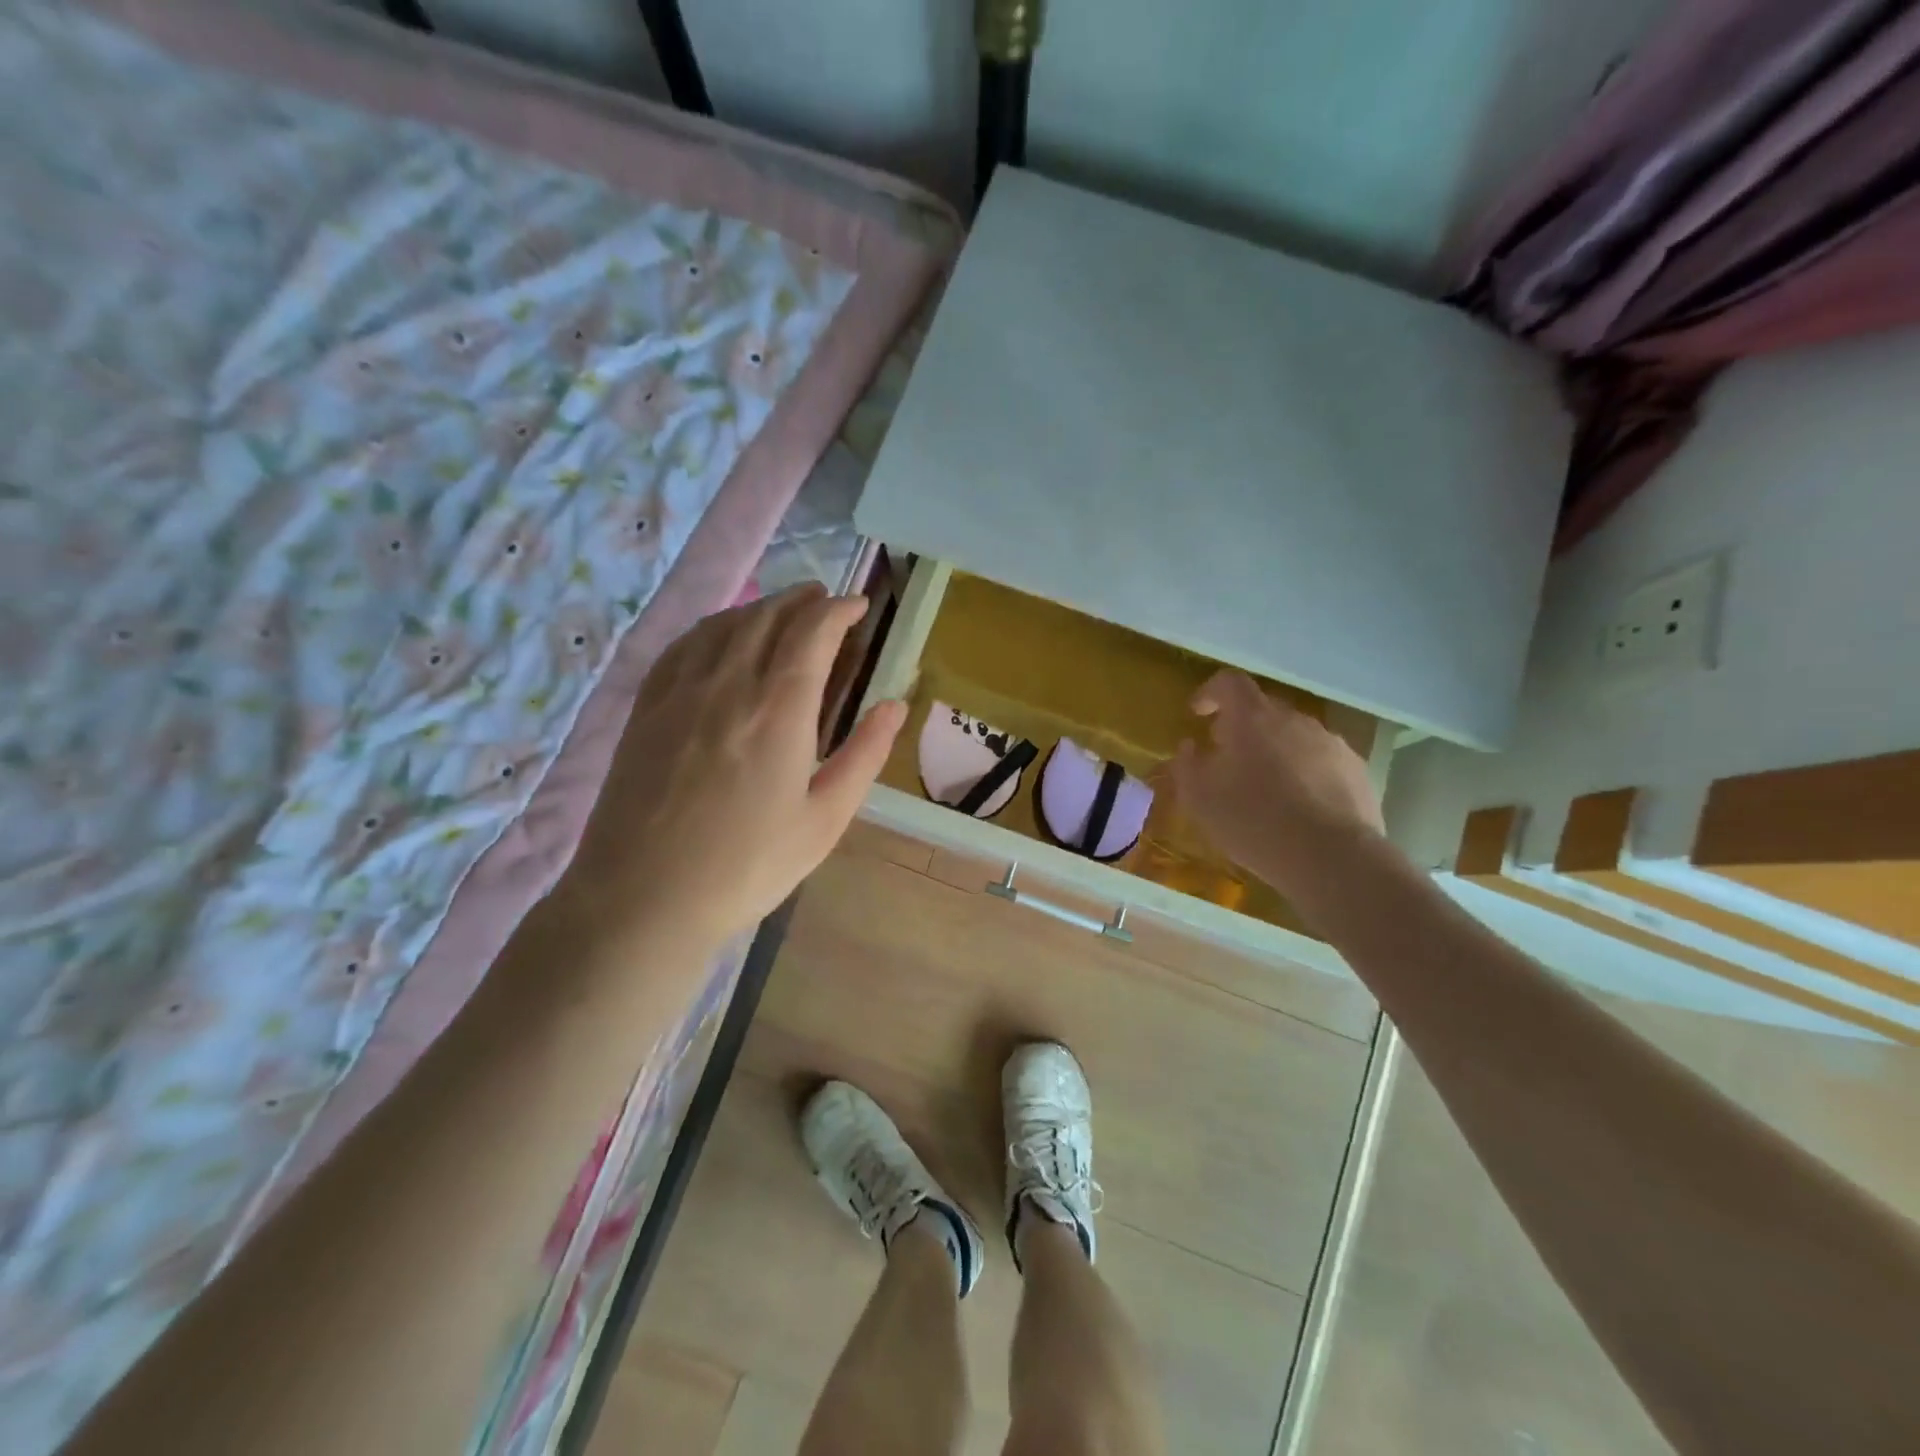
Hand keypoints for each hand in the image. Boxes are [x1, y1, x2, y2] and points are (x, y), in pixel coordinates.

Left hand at [566, 583, 905, 947]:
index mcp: (779, 709)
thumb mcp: (825, 819)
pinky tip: (721, 635)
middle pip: (768, 616)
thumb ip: (864, 754)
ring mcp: (680, 691)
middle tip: (826, 600)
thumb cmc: (748, 866)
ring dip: (760, 607)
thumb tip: (896, 704)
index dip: (838, 610)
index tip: (859, 606)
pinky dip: (714, 626)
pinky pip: (684, 645)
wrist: (644, 898)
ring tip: (782, 610)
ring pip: (725, 624)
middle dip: (802, 600)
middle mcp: (728, 683)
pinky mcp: (647, 707)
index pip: (812, 632)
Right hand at [1169, 670, 1384, 898]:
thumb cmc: (1253, 821)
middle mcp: (1295, 720)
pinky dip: (1306, 773)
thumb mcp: (1200, 798)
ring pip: (1294, 736)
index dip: (1210, 692)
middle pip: (1263, 710)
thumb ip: (1187, 765)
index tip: (1198, 714)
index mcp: (1253, 718)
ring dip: (1276, 752)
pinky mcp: (1357, 770)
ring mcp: (1331, 743)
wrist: (1331, 858)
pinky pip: (1322, 761)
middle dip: (1242, 729)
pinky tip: (1300, 808)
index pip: (1229, 683)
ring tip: (1267, 789)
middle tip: (1228, 759)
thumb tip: (1190, 746)